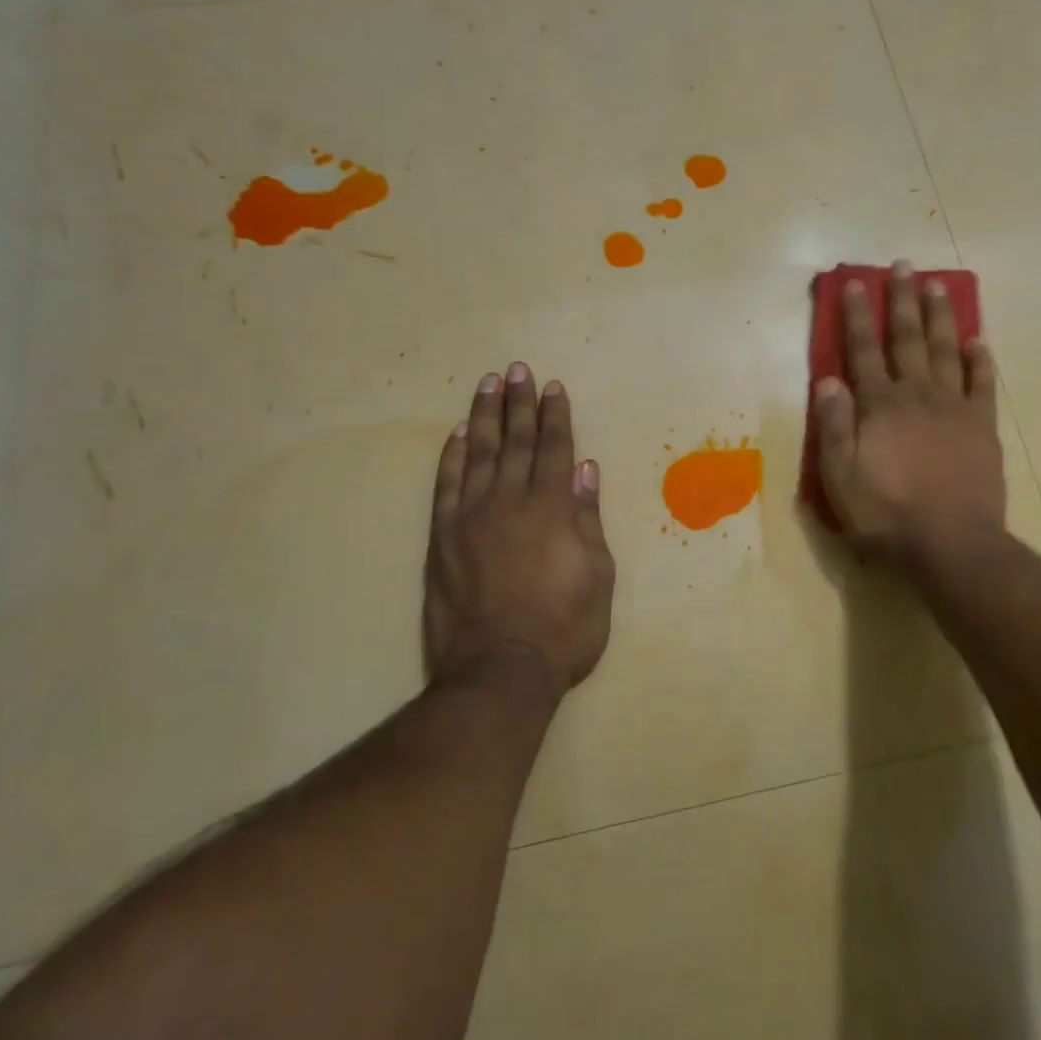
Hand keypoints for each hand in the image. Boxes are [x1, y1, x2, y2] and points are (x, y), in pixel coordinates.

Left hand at [425, 363, 614, 696]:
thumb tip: (586, 470)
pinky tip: (455, 435)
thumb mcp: (598, 575)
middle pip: (516, 440)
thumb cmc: (563, 627)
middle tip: (517, 370)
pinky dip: (450, 456)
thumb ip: (589, 518)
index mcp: (553, 507)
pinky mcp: (442, 537)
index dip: (556, 415)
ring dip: (484, 416)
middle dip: (519, 403)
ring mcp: (471, 516)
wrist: (499, 669)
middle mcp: (511, 500)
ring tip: (488, 385)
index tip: (553, 387)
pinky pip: (446, 485)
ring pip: (478, 453)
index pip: (556, 448)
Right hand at [815, 261, 1006, 560]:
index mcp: (879, 406)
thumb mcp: (840, 477)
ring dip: (940, 316)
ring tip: (938, 286)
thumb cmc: (886, 514)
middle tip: (903, 266)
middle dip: (902, 300)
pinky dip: (981, 360)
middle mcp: (916, 395)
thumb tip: (829, 381)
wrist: (949, 544)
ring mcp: (954, 408)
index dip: (858, 315)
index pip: (864, 351)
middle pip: (908, 339)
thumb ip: (834, 427)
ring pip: (946, 350)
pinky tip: (979, 340)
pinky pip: (983, 384)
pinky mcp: (982, 427)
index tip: (857, 282)